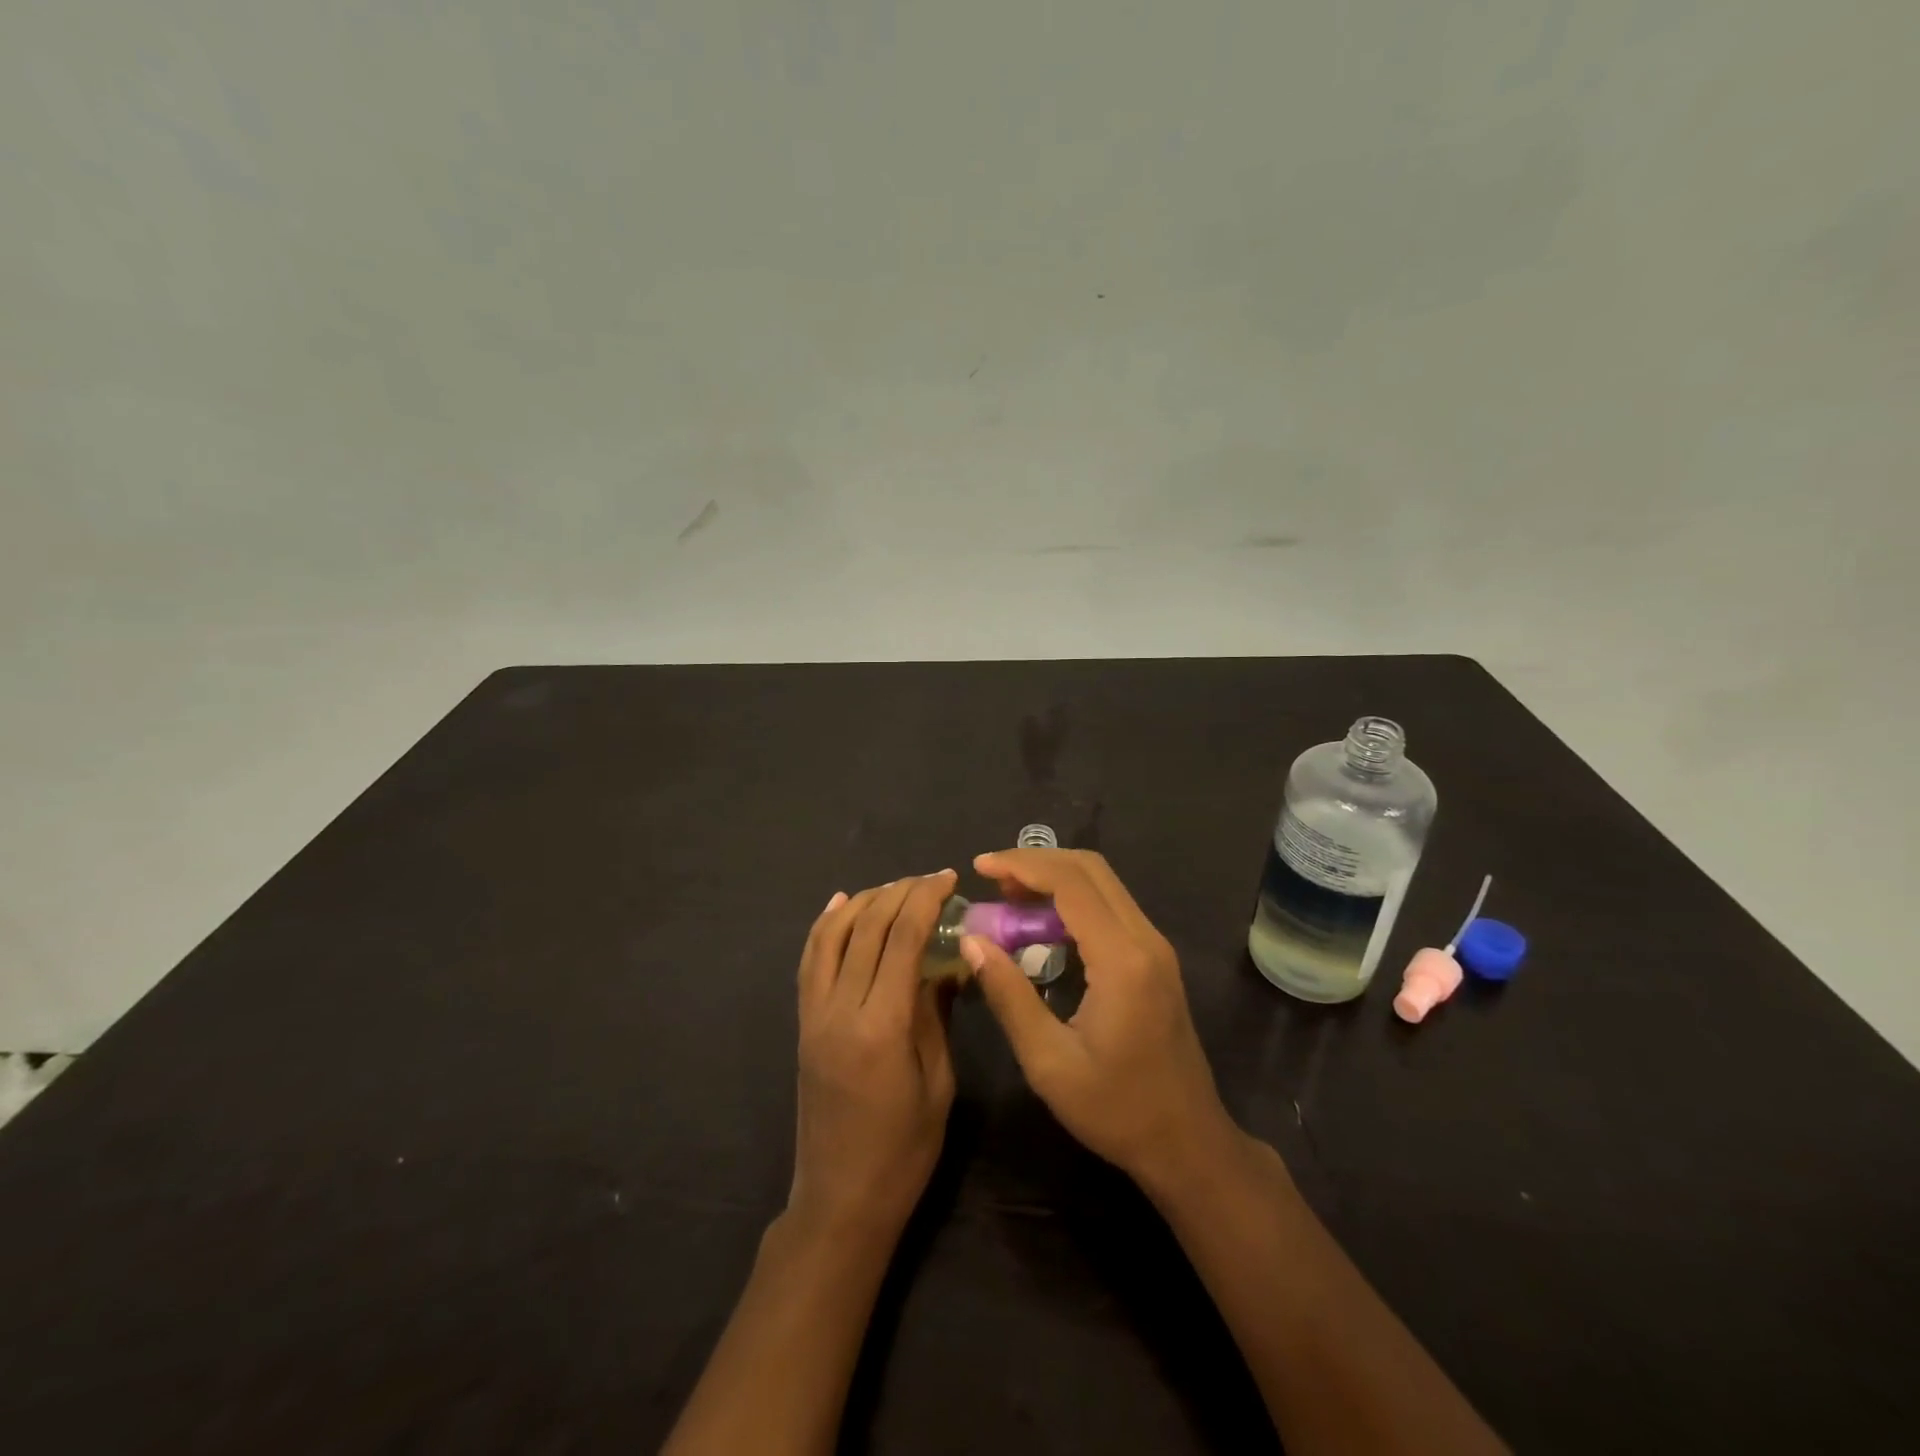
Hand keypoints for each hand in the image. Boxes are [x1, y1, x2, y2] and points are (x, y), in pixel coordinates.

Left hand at [789, 872, 957, 1238]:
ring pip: (831, 934)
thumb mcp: (938, 1082)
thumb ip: (937, 1013)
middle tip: (930, 880)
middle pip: (866, 927)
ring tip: (895, 887)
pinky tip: (843, 904)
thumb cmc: (903, 1151)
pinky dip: (826, 925)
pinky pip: (810, 960)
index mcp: (881, 1026)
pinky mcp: (803, 1023)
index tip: (948, 879)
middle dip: (900, 892)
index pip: (902, 939)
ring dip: (864, 901)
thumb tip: (949, 962)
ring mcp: (814, 1014)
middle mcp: (840, 1009)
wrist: (840, 1200)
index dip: (926, 900)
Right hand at [960, 849, 1236, 1191]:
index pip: (1070, 883)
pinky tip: (1043, 924)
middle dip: (1037, 862)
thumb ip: (1008, 995)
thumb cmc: (1116, 1110)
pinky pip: (1111, 907)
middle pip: (1091, 869)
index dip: (1022, 865)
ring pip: (1103, 884)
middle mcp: (1145, 939)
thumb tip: (973, 942)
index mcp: (1122, 959)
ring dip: (1055, 878)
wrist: (1188, 1143)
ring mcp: (1156, 947)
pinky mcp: (1155, 959)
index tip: (980, 867)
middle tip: (992, 879)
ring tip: (1009, 897)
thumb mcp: (1048, 1062)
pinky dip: (1073, 899)